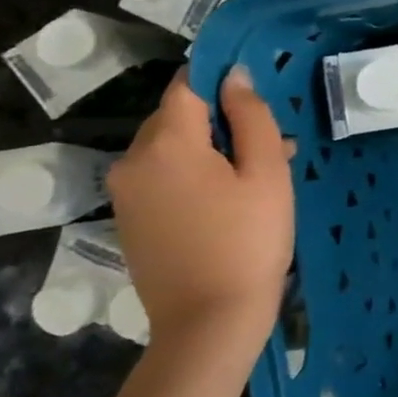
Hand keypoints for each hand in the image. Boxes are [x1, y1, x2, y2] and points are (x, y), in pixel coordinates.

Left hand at [108, 68, 293, 355]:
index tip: (257, 95)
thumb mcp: (266, 173)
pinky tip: (230, 202)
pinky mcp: (130, 220)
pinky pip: (163, 178)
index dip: (222, 80)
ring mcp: (126, 193)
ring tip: (258, 178)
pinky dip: (195, 176)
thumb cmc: (249, 240)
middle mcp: (132, 161)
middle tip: (271, 146)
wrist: (210, 320)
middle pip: (178, 118)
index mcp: (166, 144)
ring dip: (212, 150)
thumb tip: (235, 76)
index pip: (188, 86)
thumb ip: (252, 117)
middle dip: (222, 121)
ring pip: (171, 149)